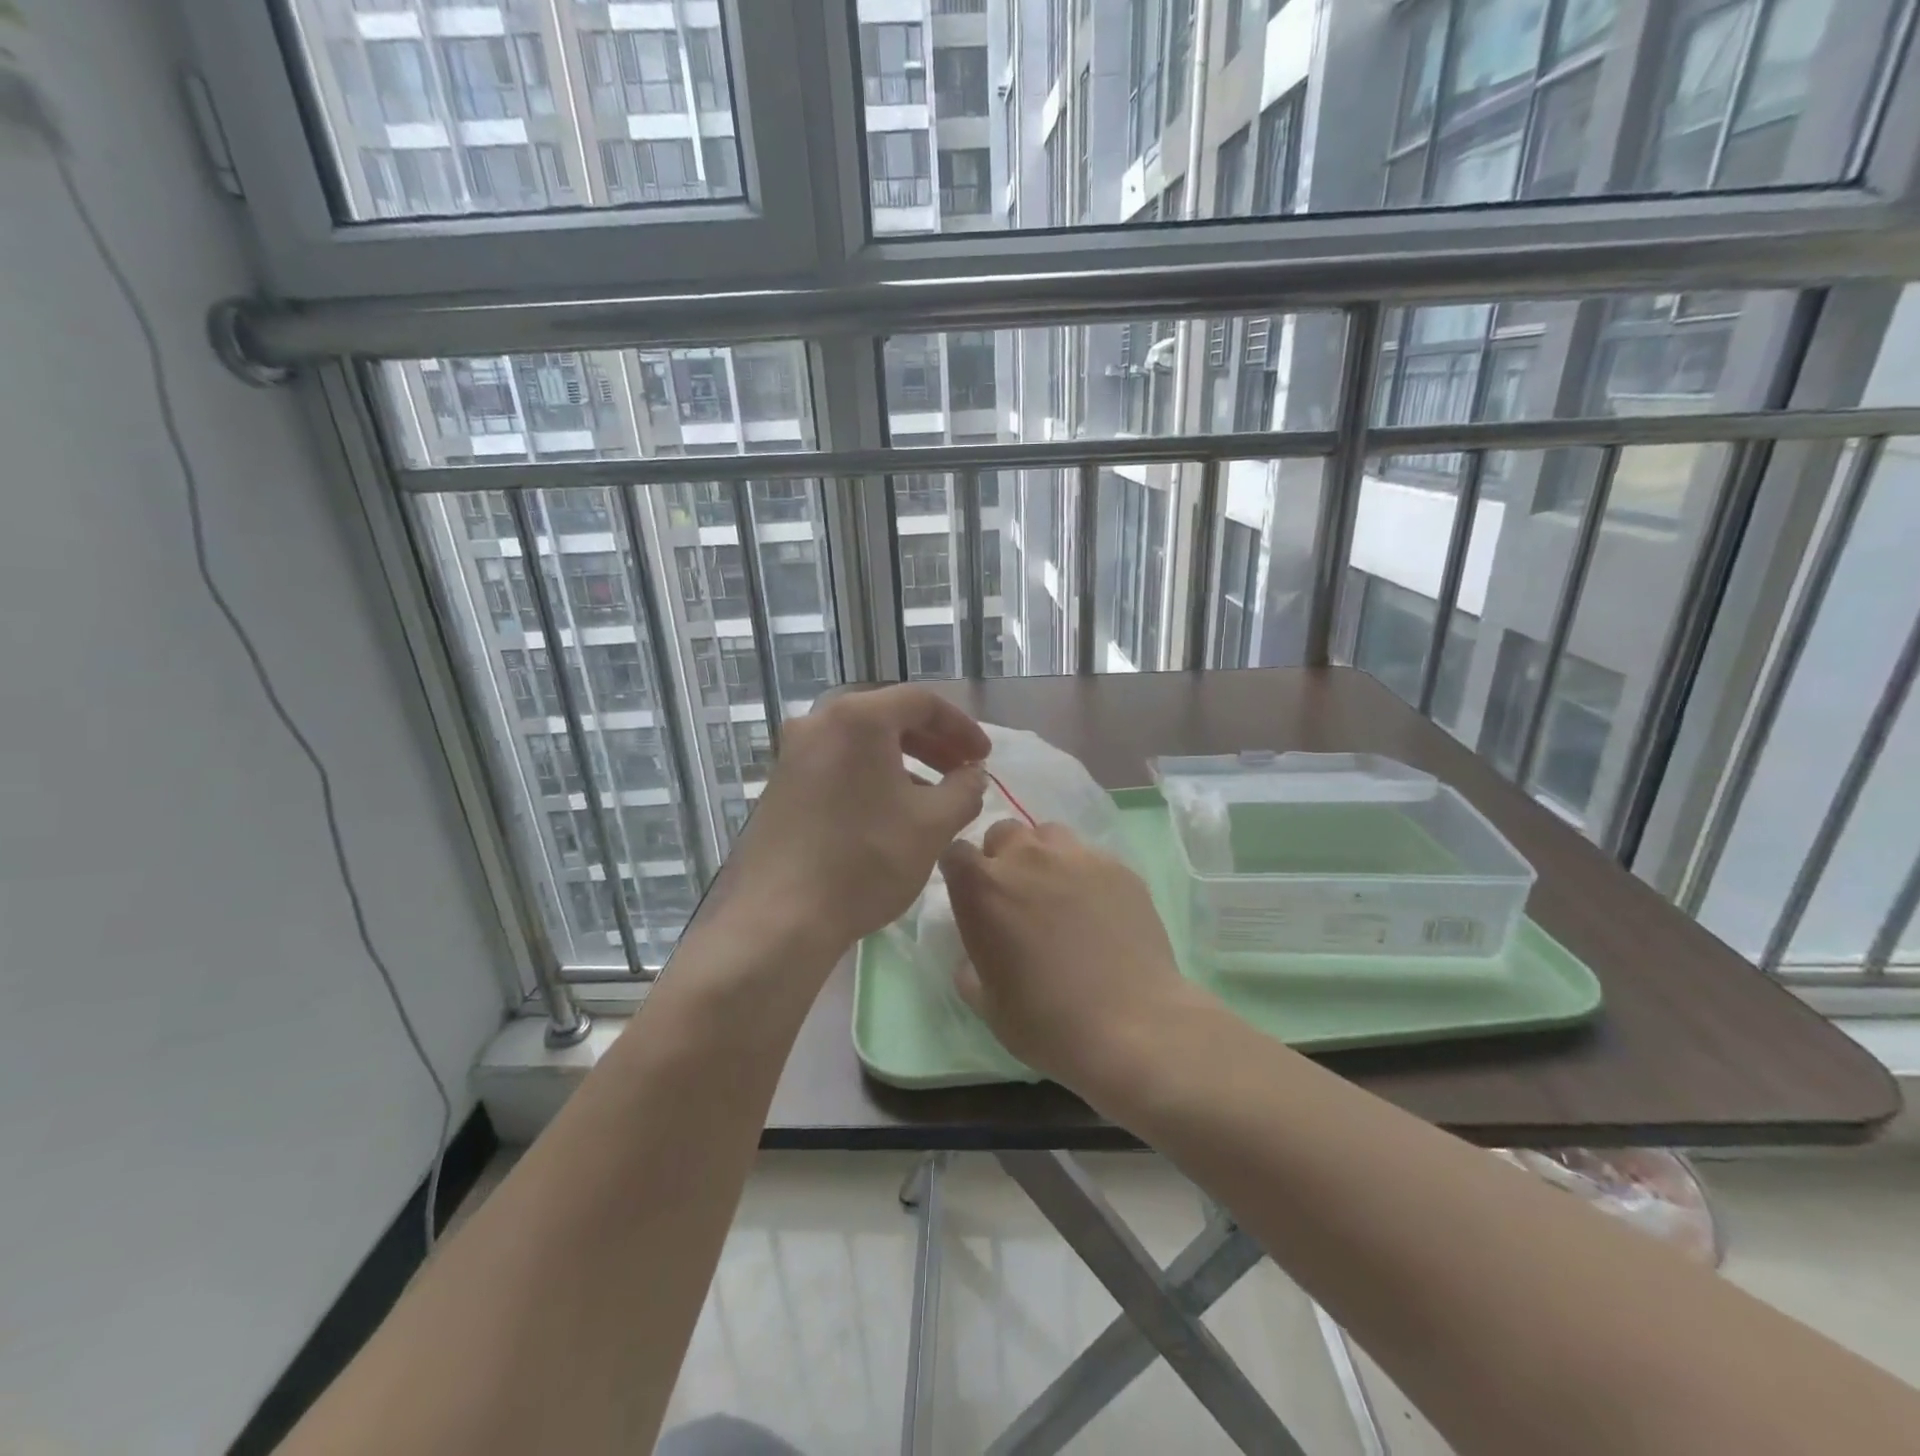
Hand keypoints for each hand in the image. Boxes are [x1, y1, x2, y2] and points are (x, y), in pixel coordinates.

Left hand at [719, 687, 989, 956]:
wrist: (782, 917)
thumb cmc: (866, 860)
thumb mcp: (933, 824)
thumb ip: (964, 790)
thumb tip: (972, 775)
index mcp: (857, 718)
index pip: (922, 702)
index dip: (961, 726)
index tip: (983, 757)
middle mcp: (818, 722)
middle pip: (888, 716)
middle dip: (933, 742)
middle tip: (962, 772)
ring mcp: (793, 754)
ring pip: (861, 743)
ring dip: (903, 761)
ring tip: (932, 796)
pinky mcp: (780, 785)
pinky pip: (837, 764)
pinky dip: (871, 776)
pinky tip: (889, 812)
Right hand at [940, 820, 1208, 1093]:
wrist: (1130, 1026)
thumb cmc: (1046, 1021)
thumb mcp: (988, 1005)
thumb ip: (971, 970)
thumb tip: (973, 960)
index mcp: (983, 888)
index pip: (956, 852)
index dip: (962, 871)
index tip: (971, 894)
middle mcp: (1025, 858)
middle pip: (1004, 833)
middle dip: (1003, 857)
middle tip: (1017, 895)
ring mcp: (1076, 856)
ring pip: (1049, 835)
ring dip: (1044, 857)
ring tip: (1058, 893)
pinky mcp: (1118, 866)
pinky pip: (1090, 856)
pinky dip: (1085, 873)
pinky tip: (1099, 909)